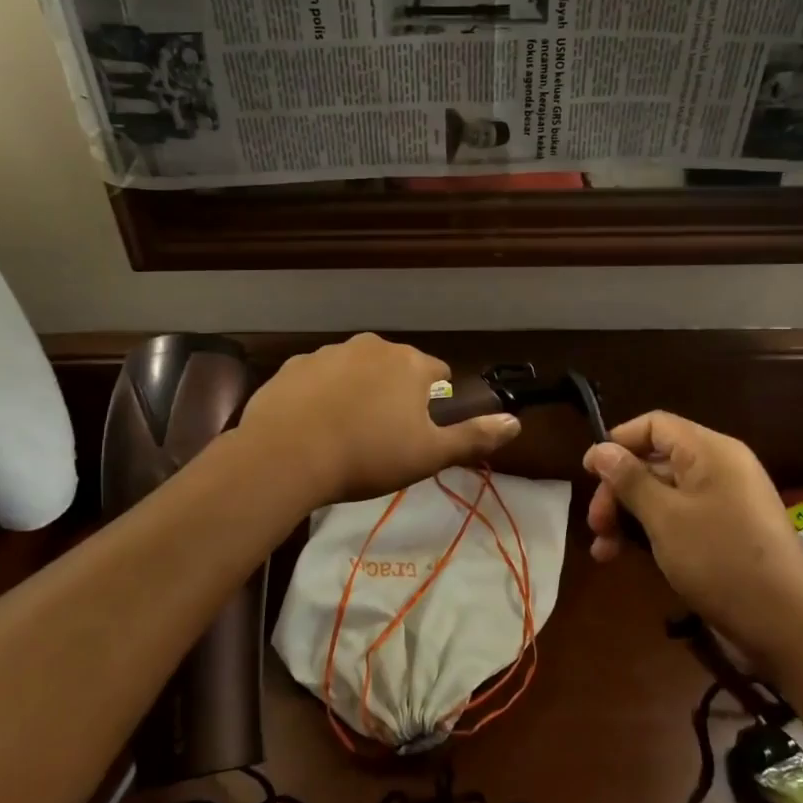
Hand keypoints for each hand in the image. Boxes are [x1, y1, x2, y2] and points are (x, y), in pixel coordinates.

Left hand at [240, 334, 520, 507]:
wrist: (286, 454)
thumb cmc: (367, 456)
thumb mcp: (429, 454)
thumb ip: (474, 436)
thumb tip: (516, 422)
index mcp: (410, 363)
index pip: (438, 374)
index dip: (435, 402)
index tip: (420, 431)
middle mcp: (373, 346)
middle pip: (397, 367)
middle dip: (396, 394)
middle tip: (383, 436)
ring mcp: (330, 351)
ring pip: (357, 369)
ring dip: (359, 391)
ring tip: (346, 433)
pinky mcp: (294, 364)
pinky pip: (320, 377)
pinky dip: (322, 394)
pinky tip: (313, 425)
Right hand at [584, 412, 802, 637]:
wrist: (788, 625)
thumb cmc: (721, 559)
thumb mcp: (665, 517)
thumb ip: (629, 479)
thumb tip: (600, 449)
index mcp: (710, 451)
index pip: (655, 425)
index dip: (618, 442)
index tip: (588, 473)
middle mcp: (719, 468)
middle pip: (656, 461)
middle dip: (619, 490)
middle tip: (595, 524)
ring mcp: (726, 501)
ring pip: (664, 494)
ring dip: (630, 516)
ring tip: (604, 550)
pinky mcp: (728, 532)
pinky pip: (682, 517)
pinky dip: (653, 532)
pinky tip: (629, 557)